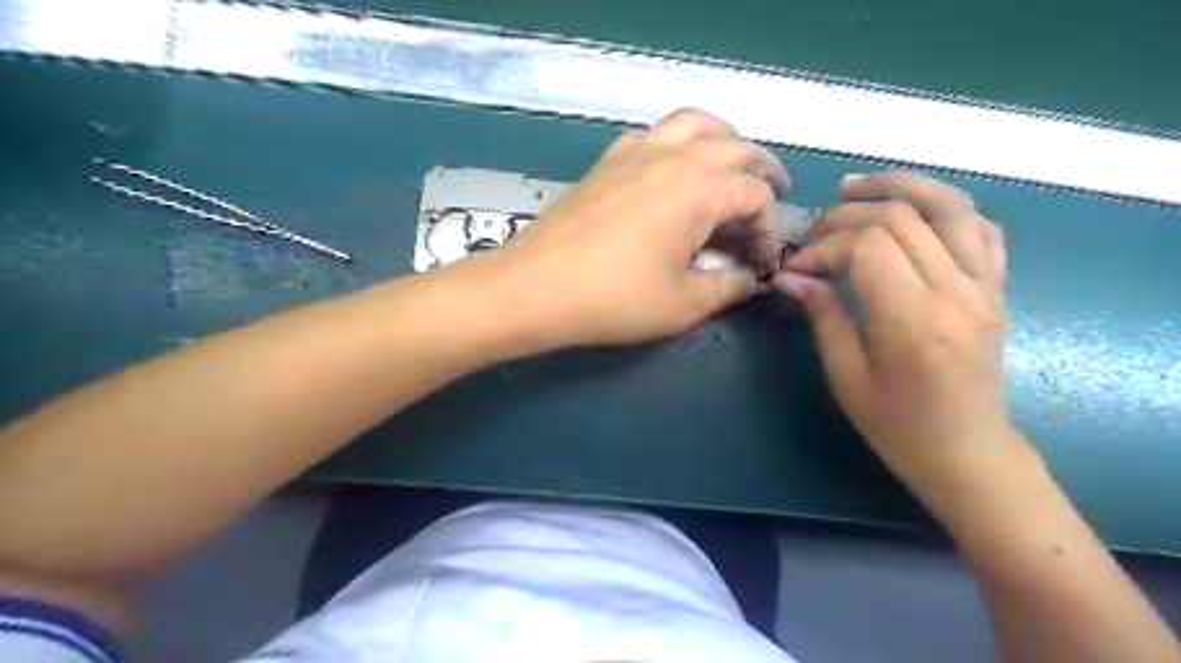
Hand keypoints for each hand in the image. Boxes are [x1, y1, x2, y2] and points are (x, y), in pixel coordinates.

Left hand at [466, 105, 785, 352]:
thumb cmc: (615, 299)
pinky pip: (654, 134)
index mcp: (700, 187)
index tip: (760, 263)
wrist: (535, 287)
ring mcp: (636, 151)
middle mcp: (674, 155)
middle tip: (773, 195)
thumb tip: (750, 279)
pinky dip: (677, 142)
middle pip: (735, 146)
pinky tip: (673, 170)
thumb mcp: (684, 303)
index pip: (755, 196)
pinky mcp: (608, 161)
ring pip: (695, 124)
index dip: (767, 230)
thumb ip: (728, 287)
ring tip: (731, 167)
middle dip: (761, 172)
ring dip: (723, 141)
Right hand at [782, 170, 1020, 501]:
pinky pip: (980, 228)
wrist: (968, 452)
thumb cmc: (898, 426)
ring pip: (950, 206)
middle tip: (814, 233)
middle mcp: (956, 292)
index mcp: (914, 321)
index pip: (867, 247)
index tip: (797, 268)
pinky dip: (945, 208)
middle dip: (847, 215)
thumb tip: (791, 276)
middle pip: (902, 217)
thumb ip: (824, 316)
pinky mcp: (996, 288)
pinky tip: (912, 212)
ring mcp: (985, 286)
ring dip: (900, 185)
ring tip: (858, 186)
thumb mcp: (847, 377)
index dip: (824, 247)